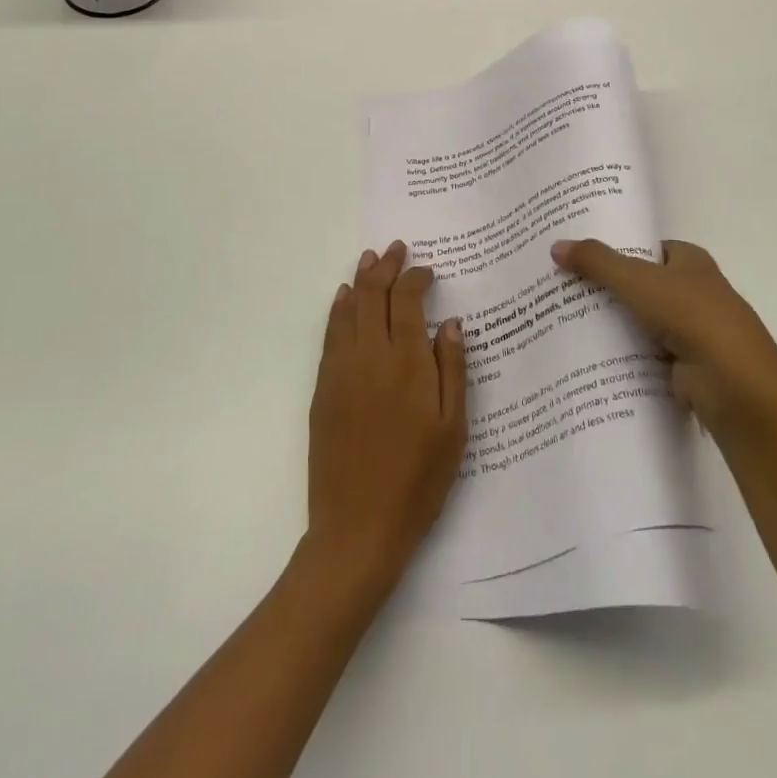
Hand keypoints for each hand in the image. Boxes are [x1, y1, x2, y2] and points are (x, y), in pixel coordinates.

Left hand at [306, 241, 467, 591]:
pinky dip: (338, 310)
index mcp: (407, 363)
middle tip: (396, 249)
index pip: (407, 300)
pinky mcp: (322, 389)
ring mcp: (341, 371)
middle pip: (373, 295)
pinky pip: (329, 335)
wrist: (358, 528)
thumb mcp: (453, 428)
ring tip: (370, 260)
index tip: (428, 270)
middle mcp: (370, 356)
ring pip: (347, 309)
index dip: (416, 278)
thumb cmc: (418, 480)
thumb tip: (450, 323)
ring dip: (359, 280)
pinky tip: (343, 300)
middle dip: (385, 267)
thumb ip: (453, 369)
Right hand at [552, 238, 776, 440]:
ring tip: (559, 321)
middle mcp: (692, 292)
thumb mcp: (638, 281)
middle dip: (604, 288)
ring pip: (638, 322)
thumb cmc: (693, 317)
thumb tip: (556, 245)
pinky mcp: (682, 368)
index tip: (575, 252)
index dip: (614, 247)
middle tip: (557, 287)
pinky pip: (641, 356)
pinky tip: (583, 357)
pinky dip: (619, 357)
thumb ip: (598, 263)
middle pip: (638, 285)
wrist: (736, 387)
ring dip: (609, 325)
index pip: (646, 248)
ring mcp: (689, 332)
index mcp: (690, 261)